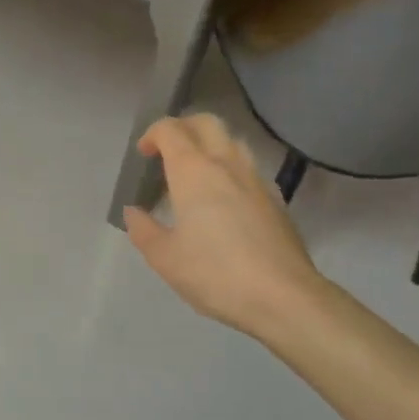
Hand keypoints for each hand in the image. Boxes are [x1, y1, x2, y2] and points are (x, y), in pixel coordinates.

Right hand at [123, 114, 326, 342]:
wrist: (284, 297)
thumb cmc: (216, 273)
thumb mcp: (164, 258)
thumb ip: (143, 230)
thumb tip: (134, 212)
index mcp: (194, 171)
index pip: (171, 130)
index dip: (153, 134)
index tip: (143, 154)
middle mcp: (226, 164)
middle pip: (206, 122)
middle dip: (183, 127)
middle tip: (168, 151)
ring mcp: (256, 179)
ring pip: (232, 141)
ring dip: (210, 144)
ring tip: (195, 172)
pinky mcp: (276, 199)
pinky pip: (248, 168)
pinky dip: (230, 169)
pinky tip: (224, 199)